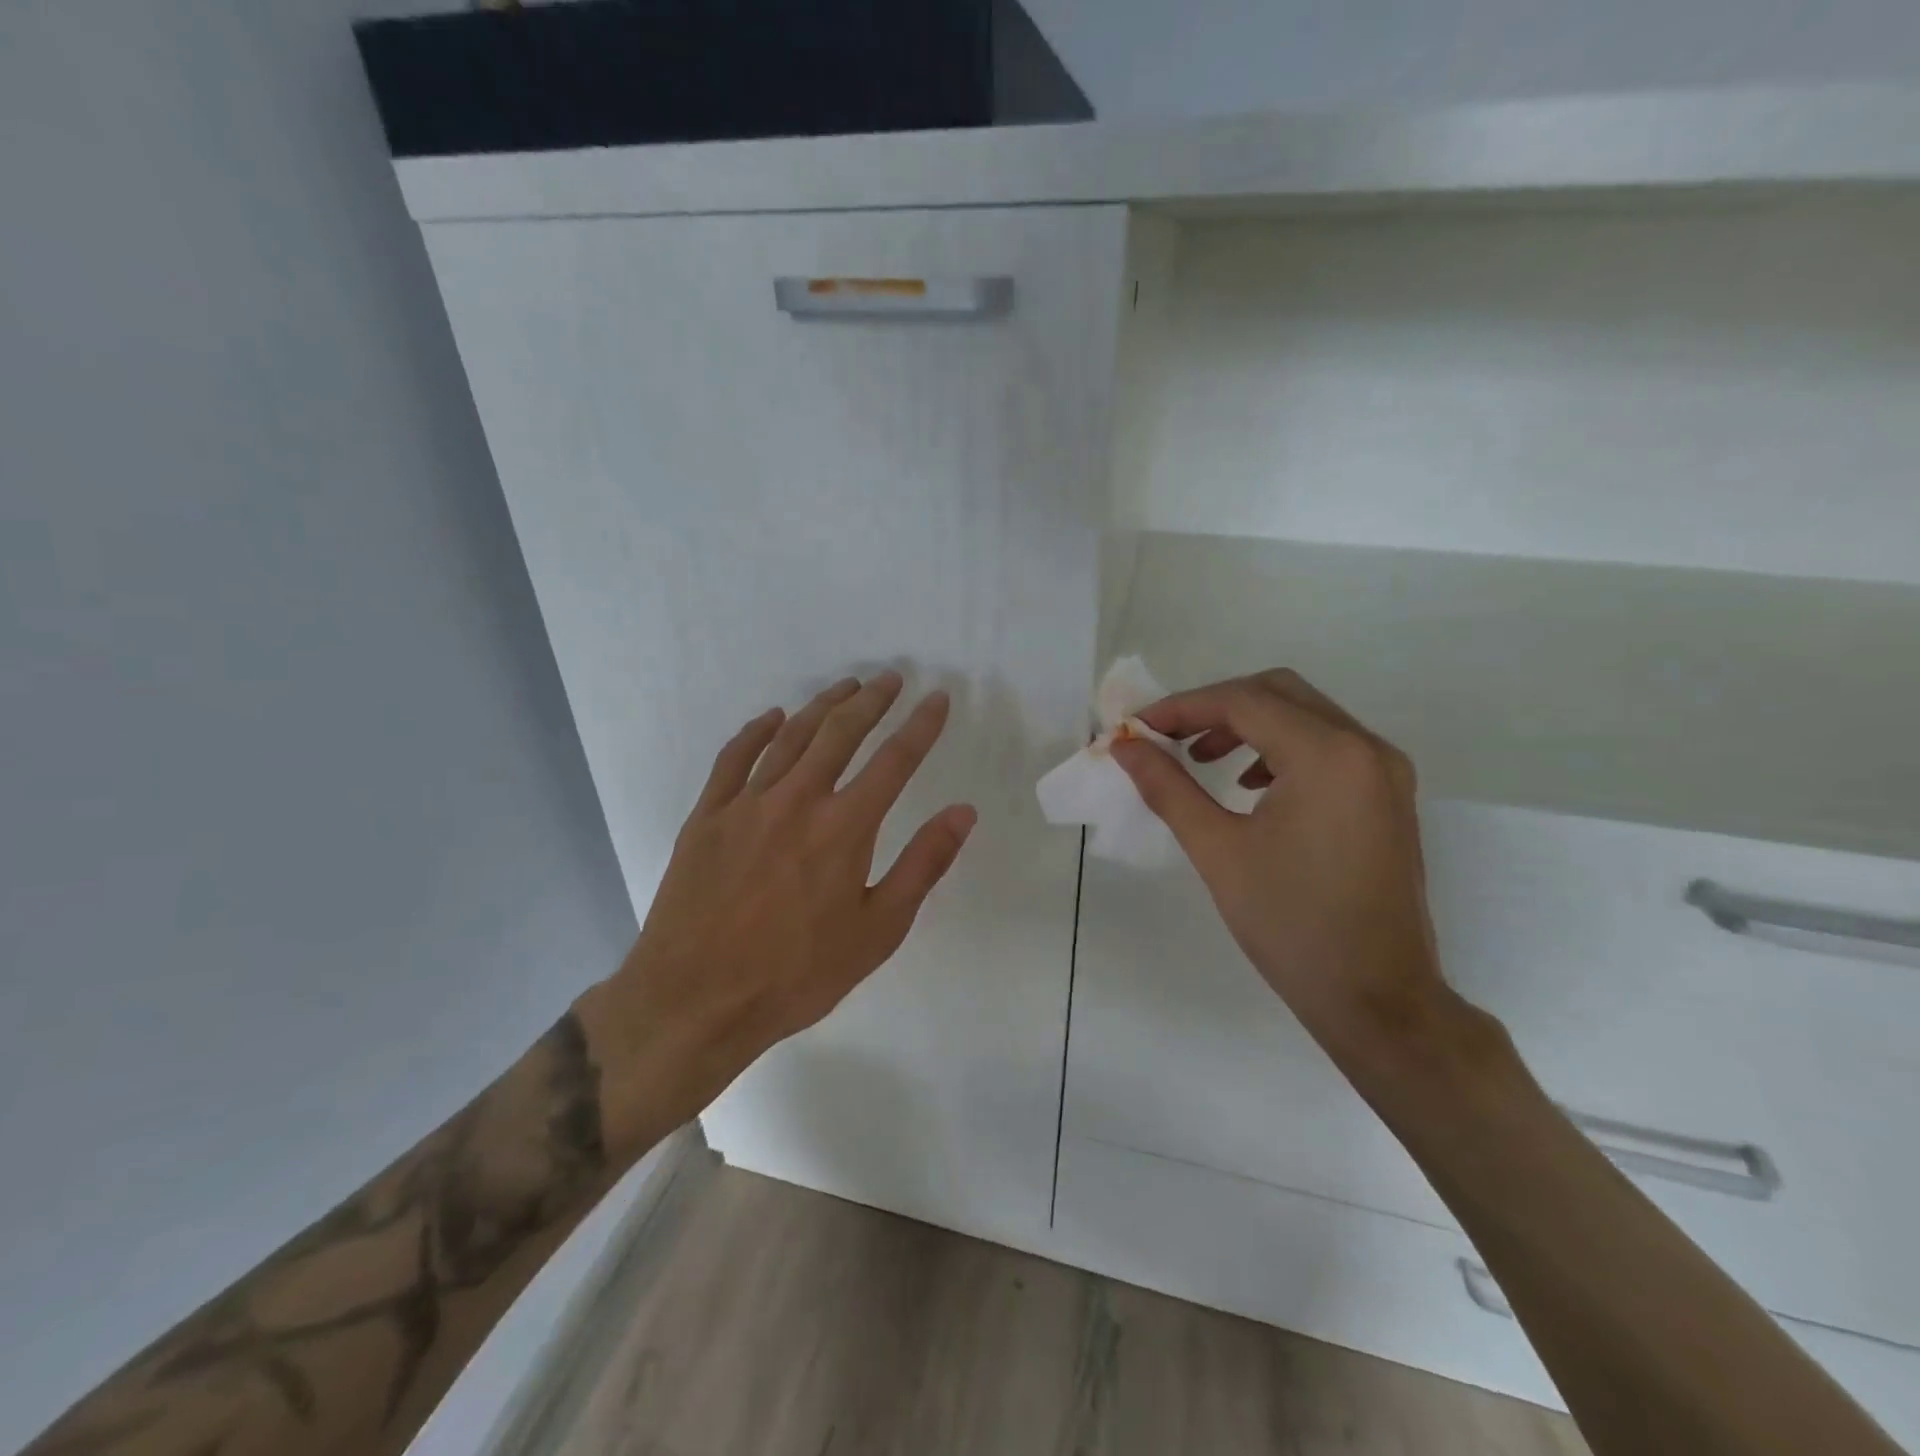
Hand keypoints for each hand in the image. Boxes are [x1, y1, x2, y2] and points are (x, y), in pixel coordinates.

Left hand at [577, 672, 975, 1153]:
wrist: (695, 1001)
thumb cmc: (797, 974)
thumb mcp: (877, 931)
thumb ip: (923, 864)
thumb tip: (963, 812)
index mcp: (844, 828)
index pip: (895, 761)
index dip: (920, 726)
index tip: (937, 699)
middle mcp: (798, 800)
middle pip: (841, 733)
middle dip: (872, 701)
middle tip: (891, 679)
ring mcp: (746, 804)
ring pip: (791, 737)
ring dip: (822, 706)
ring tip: (846, 687)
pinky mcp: (708, 816)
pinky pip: (734, 758)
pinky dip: (757, 732)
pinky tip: (773, 718)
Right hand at [1111, 669, 1449, 1058]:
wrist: (1377, 999)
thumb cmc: (1290, 925)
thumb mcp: (1217, 850)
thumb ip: (1167, 787)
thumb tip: (1124, 747)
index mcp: (1328, 755)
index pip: (1243, 701)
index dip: (1182, 707)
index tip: (1137, 729)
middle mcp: (1365, 747)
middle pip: (1277, 692)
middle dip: (1214, 707)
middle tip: (1168, 738)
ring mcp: (1384, 771)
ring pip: (1304, 715)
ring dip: (1248, 724)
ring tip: (1202, 758)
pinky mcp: (1387, 795)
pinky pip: (1327, 745)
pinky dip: (1280, 747)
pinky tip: (1250, 784)